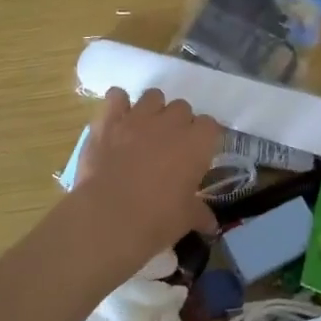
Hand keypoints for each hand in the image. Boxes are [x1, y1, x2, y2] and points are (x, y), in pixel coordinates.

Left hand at [71, 88, 222, 266]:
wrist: (109, 217)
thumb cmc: (157, 219)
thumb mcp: (186, 219)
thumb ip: (200, 214)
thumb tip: (211, 224)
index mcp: (197, 143)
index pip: (210, 125)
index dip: (204, 139)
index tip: (197, 155)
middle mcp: (171, 123)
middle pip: (182, 108)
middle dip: (178, 123)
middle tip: (170, 147)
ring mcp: (138, 117)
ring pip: (153, 96)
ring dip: (152, 110)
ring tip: (145, 132)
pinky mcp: (108, 121)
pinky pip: (116, 96)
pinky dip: (118, 105)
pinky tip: (117, 122)